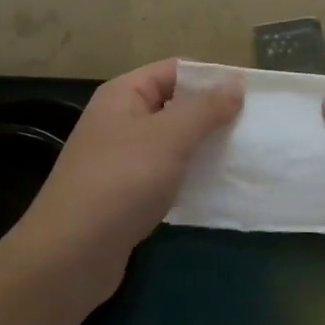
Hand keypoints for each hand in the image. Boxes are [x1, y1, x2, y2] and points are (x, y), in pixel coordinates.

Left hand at [8, 60, 242, 309]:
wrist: (71, 254)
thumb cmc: (121, 182)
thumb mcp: (168, 137)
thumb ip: (205, 109)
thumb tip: (235, 82)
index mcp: (123, 95)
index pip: (174, 70)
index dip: (210, 78)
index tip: (250, 95)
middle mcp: (119, 120)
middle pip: (174, 106)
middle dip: (211, 115)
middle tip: (253, 129)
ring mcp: (121, 159)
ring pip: (171, 143)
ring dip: (203, 148)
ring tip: (242, 156)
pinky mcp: (126, 194)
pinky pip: (165, 174)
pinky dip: (189, 177)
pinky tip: (215, 188)